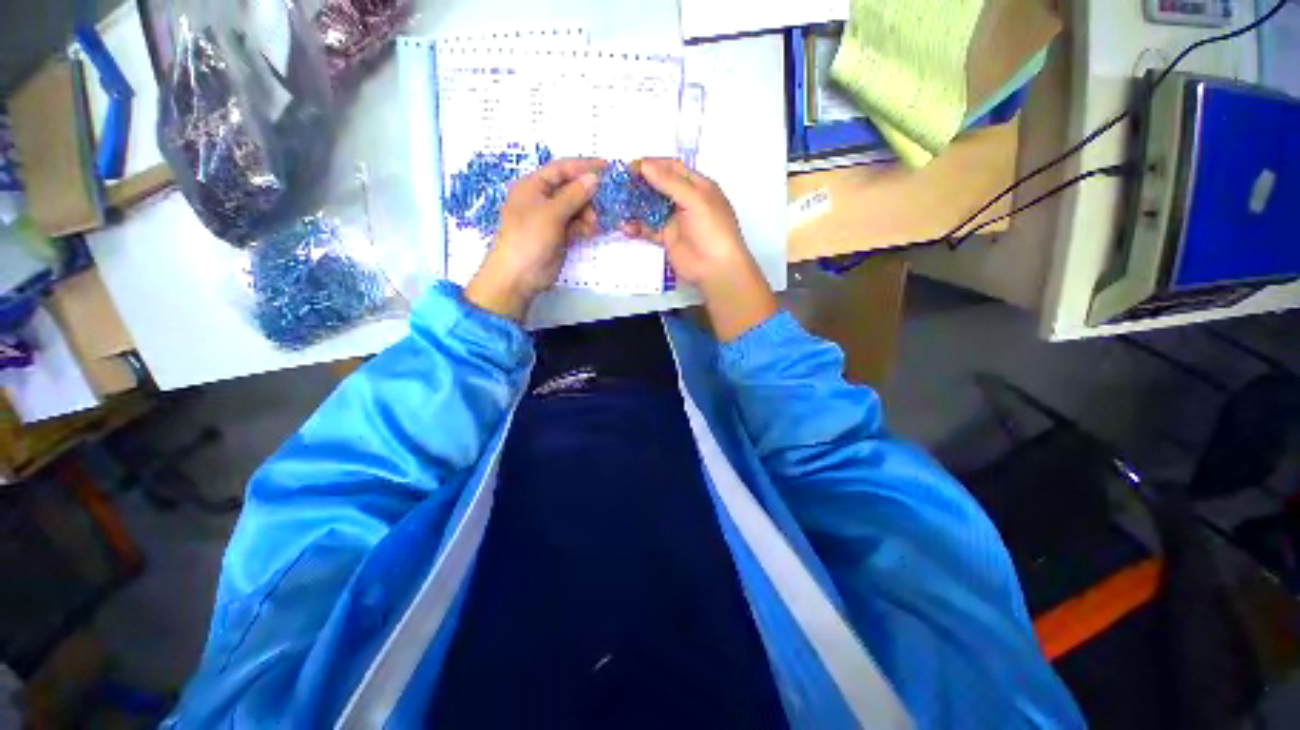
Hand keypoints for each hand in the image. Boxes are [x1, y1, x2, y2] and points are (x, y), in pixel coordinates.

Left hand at [465, 158, 602, 319]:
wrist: (519, 276)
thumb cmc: (529, 238)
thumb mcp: (551, 213)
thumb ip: (574, 195)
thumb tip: (594, 178)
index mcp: (533, 186)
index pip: (561, 169)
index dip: (584, 166)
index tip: (608, 168)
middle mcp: (542, 199)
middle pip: (571, 188)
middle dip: (588, 195)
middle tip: (605, 203)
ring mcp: (551, 218)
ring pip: (576, 208)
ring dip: (588, 213)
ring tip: (595, 224)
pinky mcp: (559, 235)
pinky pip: (576, 224)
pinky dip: (585, 226)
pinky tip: (592, 231)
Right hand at [628, 158, 775, 340]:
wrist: (716, 268)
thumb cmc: (713, 230)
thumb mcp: (695, 200)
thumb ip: (669, 183)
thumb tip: (645, 165)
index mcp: (698, 186)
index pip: (672, 168)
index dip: (652, 164)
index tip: (630, 166)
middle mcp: (685, 200)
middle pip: (659, 186)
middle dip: (640, 185)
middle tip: (619, 185)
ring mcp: (675, 220)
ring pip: (651, 208)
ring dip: (635, 206)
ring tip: (618, 205)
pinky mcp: (667, 238)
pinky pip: (649, 229)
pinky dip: (637, 227)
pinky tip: (625, 227)